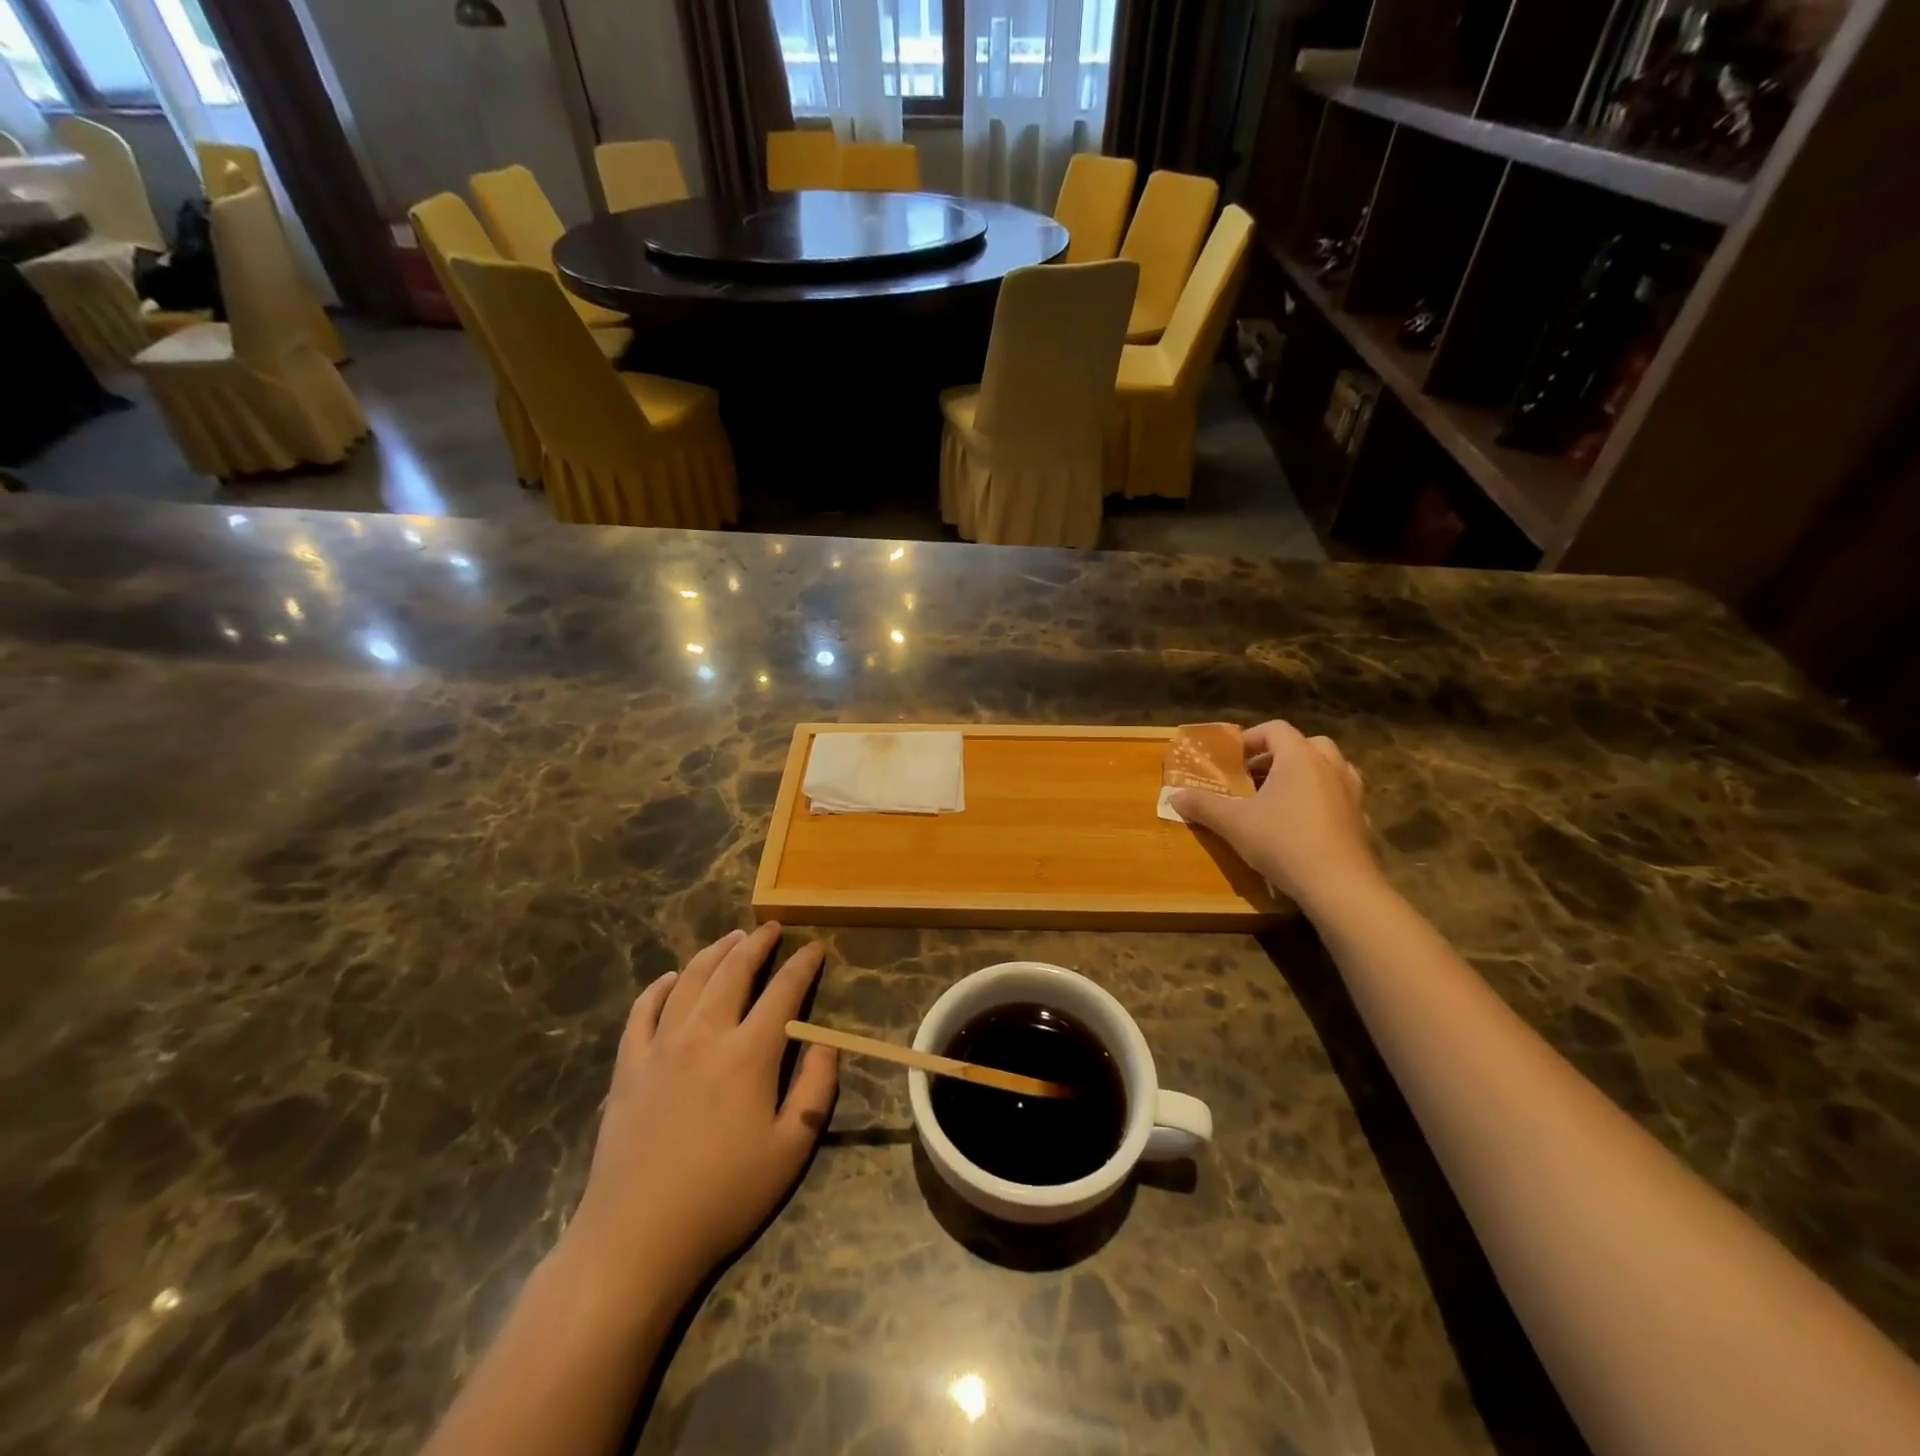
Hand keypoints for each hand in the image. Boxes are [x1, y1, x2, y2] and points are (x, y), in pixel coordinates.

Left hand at [564, 923, 836, 1303]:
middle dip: (756, 944)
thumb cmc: (724, 1196)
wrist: (636, 1237)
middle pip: (733, 972)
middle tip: (771, 929)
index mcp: (749, 1054)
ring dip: (714, 953)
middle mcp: (705, 1035)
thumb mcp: (791, 1150)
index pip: (783, 992)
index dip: (802, 965)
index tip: (814, 948)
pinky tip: (671, 978)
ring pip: (689, 980)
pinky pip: (643, 1011)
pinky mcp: (628, 1066)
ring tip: (730, 938)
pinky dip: (659, 987)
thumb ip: (817, 1090)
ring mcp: (660, 1047)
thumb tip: (826, 1042)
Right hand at [1170, 721, 1378, 913]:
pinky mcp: (1361, 819)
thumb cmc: (1283, 842)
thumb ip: (1203, 805)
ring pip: (1330, 768)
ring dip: (1306, 774)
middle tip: (1257, 775)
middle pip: (1307, 743)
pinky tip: (1307, 823)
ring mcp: (1351, 792)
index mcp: (1299, 757)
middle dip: (1280, 754)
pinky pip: (1341, 797)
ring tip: (1282, 795)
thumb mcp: (1233, 823)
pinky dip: (1324, 800)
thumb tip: (1174, 796)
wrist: (1338, 885)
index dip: (1251, 738)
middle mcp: (1330, 766)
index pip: (1275, 729)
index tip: (1232, 758)